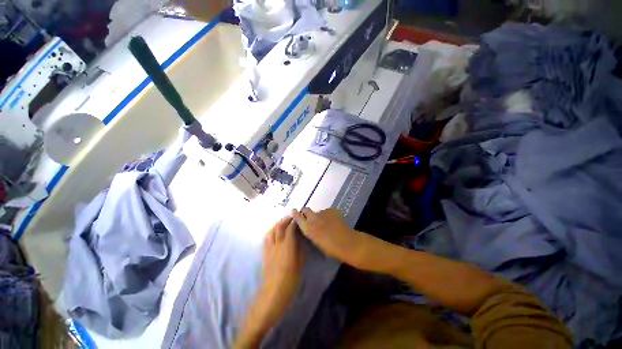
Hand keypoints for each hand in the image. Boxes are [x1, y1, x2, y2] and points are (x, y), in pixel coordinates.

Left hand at [259, 216, 304, 319]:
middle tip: (291, 217)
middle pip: (279, 227)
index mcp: (287, 247)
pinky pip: (266, 238)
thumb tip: (300, 237)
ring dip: (277, 224)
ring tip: (283, 222)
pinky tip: (274, 232)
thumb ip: (300, 248)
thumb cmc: (291, 280)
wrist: (274, 292)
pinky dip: (271, 231)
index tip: (298, 218)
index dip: (294, 221)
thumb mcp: (300, 263)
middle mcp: (277, 244)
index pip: (290, 229)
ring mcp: (269, 248)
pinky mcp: (265, 252)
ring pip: (271, 230)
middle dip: (285, 219)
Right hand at [291, 208, 366, 267]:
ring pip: (318, 212)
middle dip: (306, 212)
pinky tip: (335, 222)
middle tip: (311, 218)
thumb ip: (311, 232)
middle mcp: (313, 218)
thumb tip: (311, 227)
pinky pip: (328, 212)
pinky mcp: (332, 210)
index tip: (294, 213)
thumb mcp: (316, 242)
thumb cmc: (331, 249)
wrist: (347, 243)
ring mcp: (323, 212)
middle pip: (306, 209)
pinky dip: (329, 216)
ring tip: (327, 223)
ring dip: (320, 216)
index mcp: (308, 228)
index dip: (295, 214)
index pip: (297, 216)